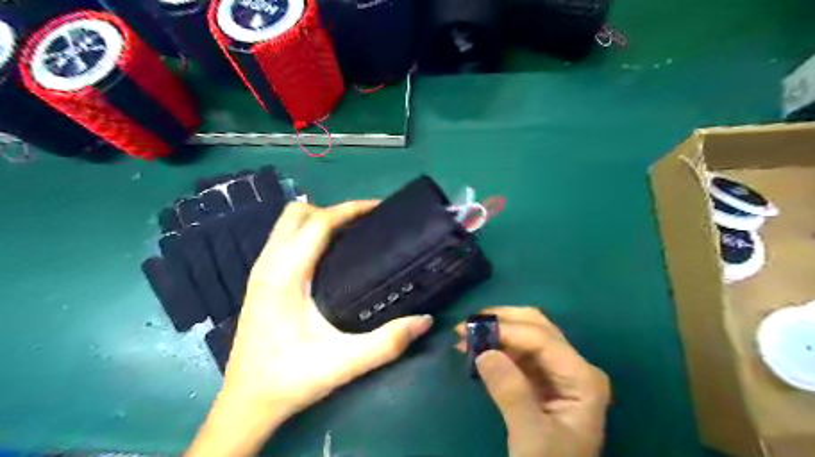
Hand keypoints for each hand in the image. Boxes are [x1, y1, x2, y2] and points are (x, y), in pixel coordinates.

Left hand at [188, 200, 435, 455]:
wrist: (247, 403)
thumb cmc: (291, 379)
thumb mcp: (343, 363)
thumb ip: (387, 342)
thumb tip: (426, 320)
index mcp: (285, 274)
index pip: (318, 223)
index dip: (351, 210)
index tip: (380, 208)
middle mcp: (268, 264)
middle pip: (297, 213)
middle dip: (332, 210)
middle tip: (364, 225)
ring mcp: (261, 270)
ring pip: (287, 224)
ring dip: (319, 220)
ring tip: (352, 234)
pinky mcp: (261, 280)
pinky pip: (285, 239)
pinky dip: (308, 233)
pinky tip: (330, 255)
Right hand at [455, 307, 607, 456]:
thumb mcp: (531, 437)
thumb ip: (511, 393)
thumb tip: (484, 352)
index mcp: (582, 378)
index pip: (542, 339)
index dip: (506, 330)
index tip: (470, 331)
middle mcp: (574, 365)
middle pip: (537, 325)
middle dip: (501, 321)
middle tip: (466, 325)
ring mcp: (560, 369)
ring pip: (526, 332)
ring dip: (496, 330)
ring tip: (464, 336)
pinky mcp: (544, 377)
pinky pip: (519, 349)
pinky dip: (497, 344)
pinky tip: (476, 348)